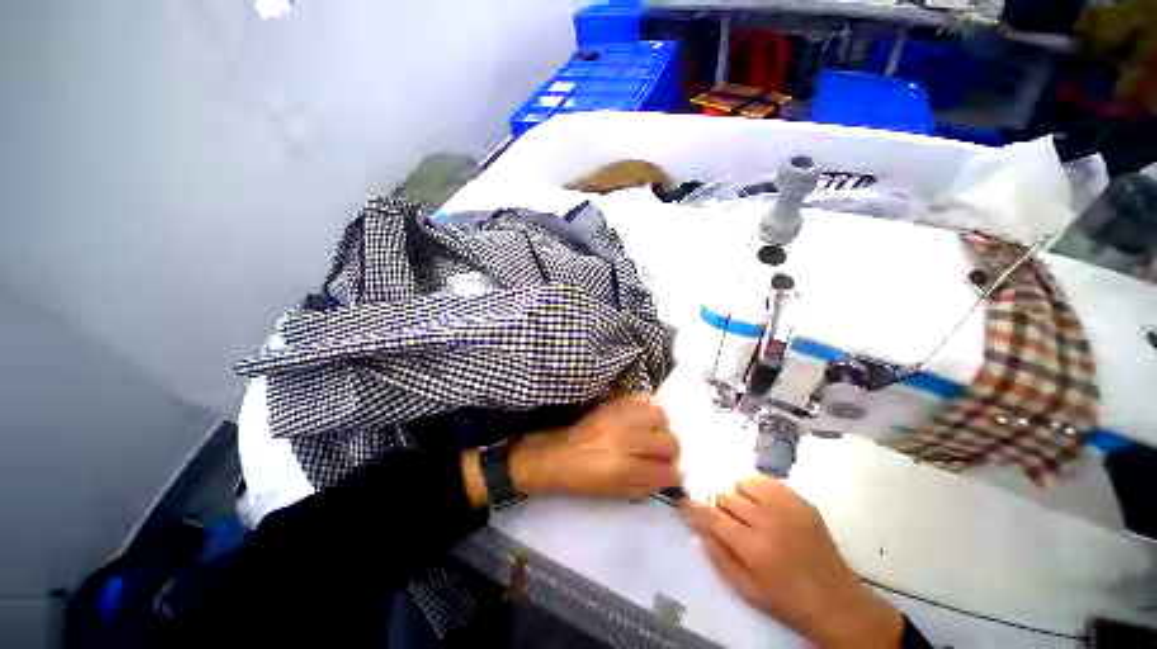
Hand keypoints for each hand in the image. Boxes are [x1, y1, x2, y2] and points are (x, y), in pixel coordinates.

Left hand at [512, 394, 681, 498]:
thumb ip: (646, 486)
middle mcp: (624, 439)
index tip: (671, 473)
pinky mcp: (613, 404)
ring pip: (660, 416)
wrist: (558, 454)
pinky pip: (642, 398)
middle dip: (673, 452)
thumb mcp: (615, 493)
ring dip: (662, 428)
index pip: (666, 470)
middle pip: (668, 441)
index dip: (674, 474)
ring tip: (654, 434)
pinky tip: (645, 418)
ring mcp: (618, 417)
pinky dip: (650, 408)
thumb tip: (670, 476)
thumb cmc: (584, 479)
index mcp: (623, 468)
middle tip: (664, 455)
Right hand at [682, 476, 903, 648]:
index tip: (684, 504)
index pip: (712, 517)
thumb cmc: (787, 601)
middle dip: (721, 509)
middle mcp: (769, 521)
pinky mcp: (801, 501)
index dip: (694, 508)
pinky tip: (766, 509)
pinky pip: (766, 481)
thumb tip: (698, 527)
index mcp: (754, 548)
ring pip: (743, 483)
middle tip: (732, 526)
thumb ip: (717, 557)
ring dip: (739, 498)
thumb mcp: (746, 591)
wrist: (837, 601)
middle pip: (726, 497)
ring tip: (750, 517)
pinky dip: (757, 491)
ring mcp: (788, 507)